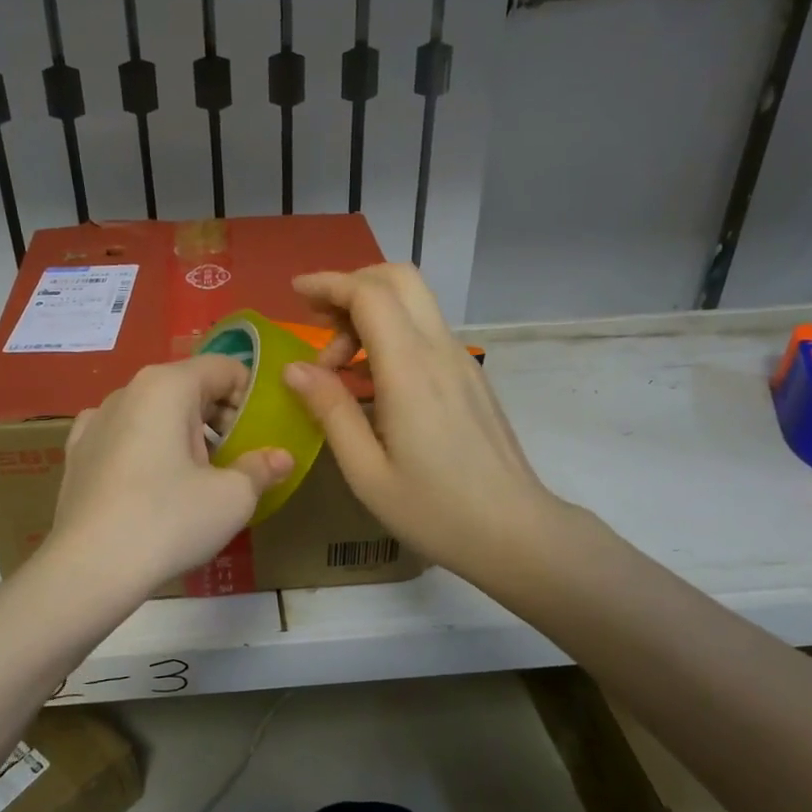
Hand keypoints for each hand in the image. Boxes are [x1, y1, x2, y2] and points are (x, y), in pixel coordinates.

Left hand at [44, 356, 293, 593]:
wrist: (89, 568)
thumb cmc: (169, 521)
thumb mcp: (232, 497)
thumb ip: (261, 468)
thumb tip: (282, 457)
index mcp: (167, 385)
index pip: (225, 368)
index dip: (252, 397)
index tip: (260, 435)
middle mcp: (127, 390)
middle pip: (188, 387)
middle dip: (218, 418)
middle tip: (235, 460)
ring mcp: (94, 420)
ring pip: (154, 412)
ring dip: (182, 434)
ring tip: (195, 478)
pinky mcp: (76, 452)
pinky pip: (123, 436)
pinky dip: (144, 448)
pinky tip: (149, 481)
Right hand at [283, 264, 569, 586]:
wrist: (516, 532)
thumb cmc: (435, 510)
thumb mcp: (367, 471)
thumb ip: (331, 411)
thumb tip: (295, 368)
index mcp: (410, 370)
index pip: (369, 294)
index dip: (329, 284)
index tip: (296, 293)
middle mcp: (440, 351)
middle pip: (400, 279)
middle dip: (353, 285)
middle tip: (318, 321)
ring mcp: (461, 362)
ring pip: (415, 305)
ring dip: (371, 314)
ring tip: (338, 367)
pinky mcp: (470, 378)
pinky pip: (426, 334)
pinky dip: (391, 336)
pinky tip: (371, 384)